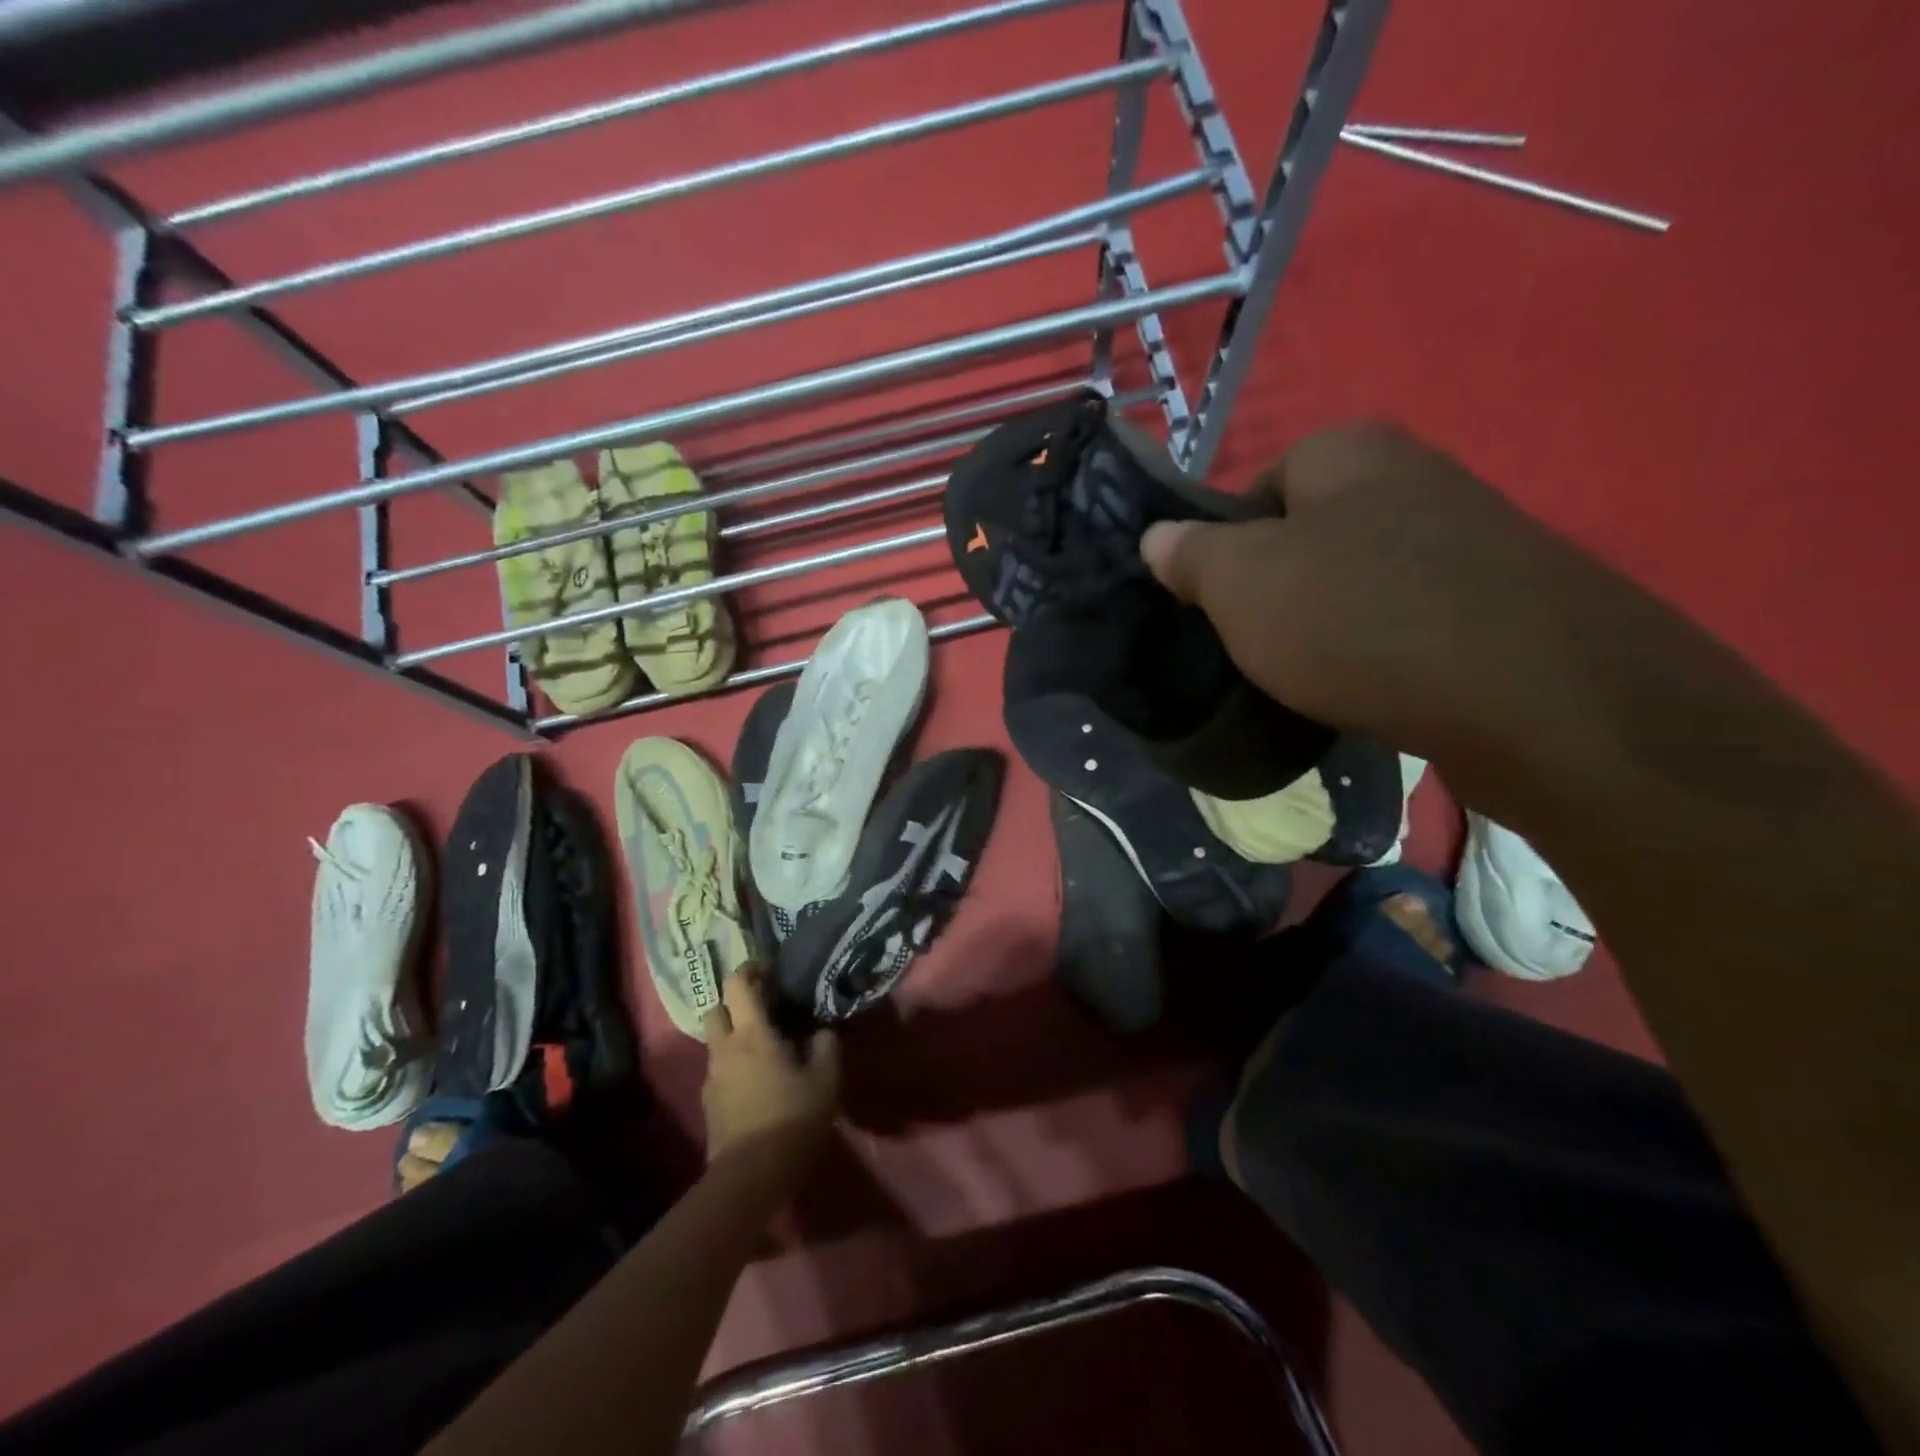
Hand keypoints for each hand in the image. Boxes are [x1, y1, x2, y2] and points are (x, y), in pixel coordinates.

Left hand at [701, 967, 839, 1163]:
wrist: (750, 1177)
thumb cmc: (791, 1119)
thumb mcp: (825, 1080)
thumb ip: (825, 1046)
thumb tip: (820, 1032)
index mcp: (751, 1033)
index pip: (737, 984)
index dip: (751, 968)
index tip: (770, 968)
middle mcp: (725, 1048)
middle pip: (716, 1009)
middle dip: (735, 1003)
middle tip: (763, 1008)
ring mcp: (711, 1077)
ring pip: (716, 1041)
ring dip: (734, 1036)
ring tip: (764, 1048)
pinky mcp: (708, 1103)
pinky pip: (719, 1069)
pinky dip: (734, 1064)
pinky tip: (757, 1081)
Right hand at [1142, 423, 1607, 760]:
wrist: (1531, 693)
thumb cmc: (1357, 618)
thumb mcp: (1240, 584)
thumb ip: (1190, 554)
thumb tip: (1157, 536)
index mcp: (1348, 452)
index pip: (1258, 487)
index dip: (1226, 547)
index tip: (1220, 603)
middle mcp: (1414, 474)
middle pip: (1310, 533)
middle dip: (1278, 587)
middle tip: (1257, 642)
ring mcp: (1470, 535)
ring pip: (1361, 578)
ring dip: (1330, 621)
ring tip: (1312, 675)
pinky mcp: (1504, 599)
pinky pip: (1411, 616)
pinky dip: (1384, 649)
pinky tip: (1374, 688)